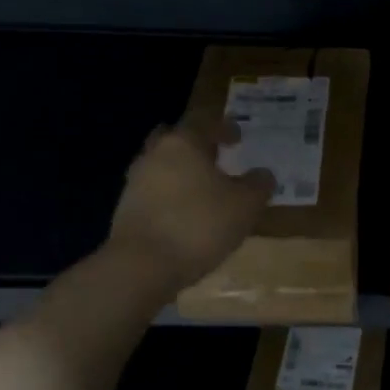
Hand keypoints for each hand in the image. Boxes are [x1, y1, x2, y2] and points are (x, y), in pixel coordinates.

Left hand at [105, 122, 274, 292]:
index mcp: (183, 144)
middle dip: (195, 145)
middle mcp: (155, 155)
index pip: (204, 123)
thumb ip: (258, 185)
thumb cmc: (199, 224)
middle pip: (175, 139)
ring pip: (162, 166)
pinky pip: (154, 192)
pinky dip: (171, 195)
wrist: (142, 265)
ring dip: (182, 172)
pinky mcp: (127, 209)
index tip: (238, 137)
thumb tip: (263, 174)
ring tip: (204, 189)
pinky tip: (187, 214)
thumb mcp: (245, 205)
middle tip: (215, 156)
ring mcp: (135, 182)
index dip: (224, 128)